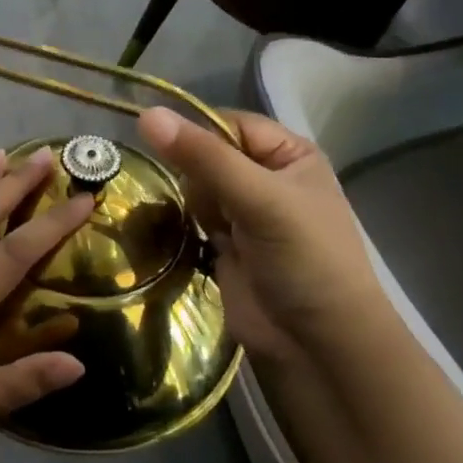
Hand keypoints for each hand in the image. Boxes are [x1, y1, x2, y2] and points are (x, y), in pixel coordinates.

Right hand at [138, 106, 387, 364]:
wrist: (317, 348)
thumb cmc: (304, 261)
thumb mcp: (259, 199)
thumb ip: (203, 157)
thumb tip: (145, 115)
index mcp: (290, 155)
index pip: (228, 123)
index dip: (197, 134)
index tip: (166, 149)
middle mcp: (268, 178)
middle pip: (208, 154)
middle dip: (195, 175)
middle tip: (210, 208)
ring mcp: (246, 213)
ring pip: (195, 186)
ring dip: (191, 203)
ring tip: (209, 230)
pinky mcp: (226, 244)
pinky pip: (192, 217)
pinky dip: (186, 225)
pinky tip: (189, 238)